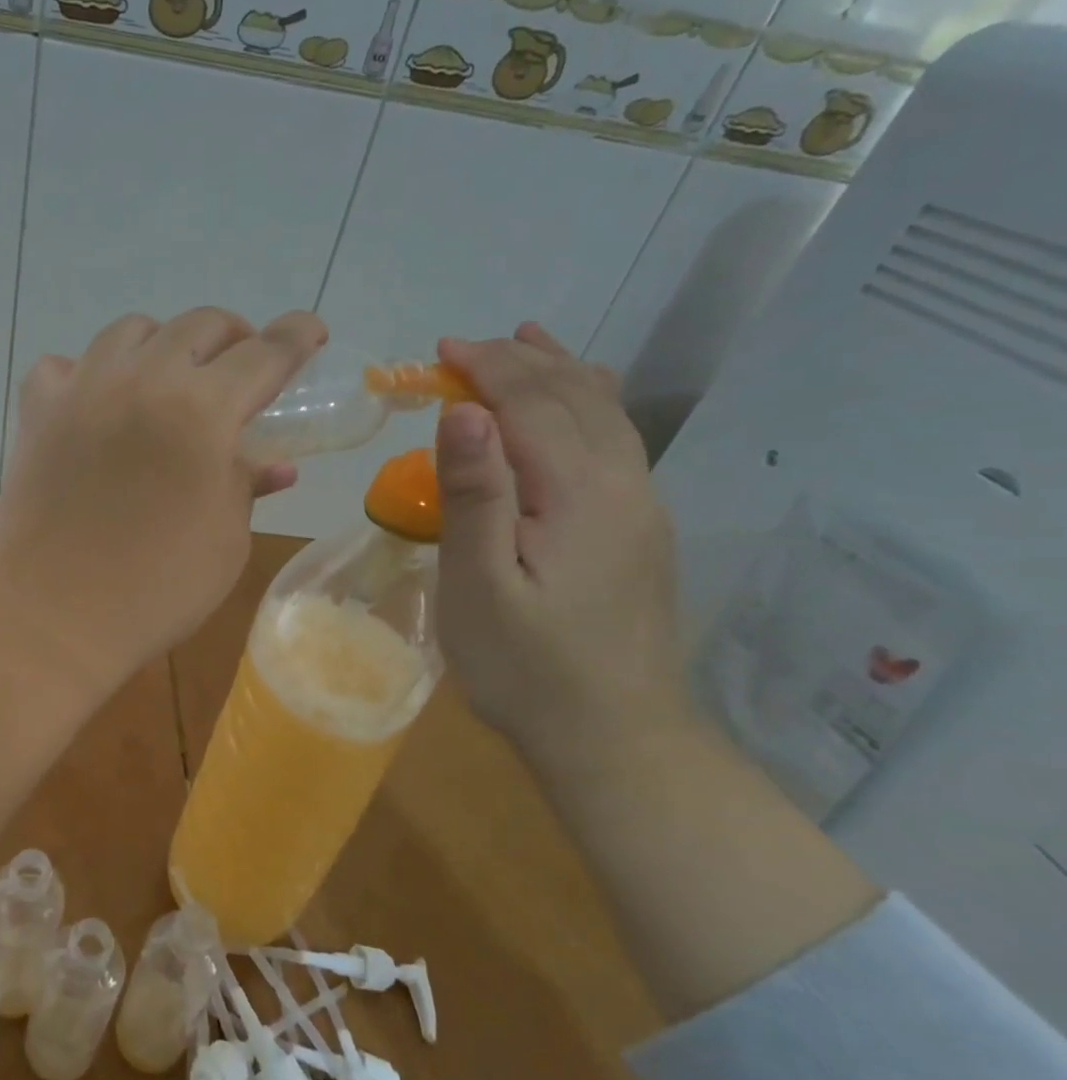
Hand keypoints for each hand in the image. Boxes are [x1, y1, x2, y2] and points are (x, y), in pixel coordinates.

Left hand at [0, 307, 326, 693]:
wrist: (51, 618)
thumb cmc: (155, 590)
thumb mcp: (225, 541)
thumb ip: (246, 484)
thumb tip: (272, 463)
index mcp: (202, 411)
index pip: (264, 353)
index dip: (296, 336)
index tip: (311, 332)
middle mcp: (142, 380)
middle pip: (199, 324)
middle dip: (234, 338)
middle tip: (242, 370)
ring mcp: (82, 389)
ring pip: (131, 331)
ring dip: (164, 345)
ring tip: (172, 381)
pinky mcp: (37, 412)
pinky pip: (65, 364)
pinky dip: (90, 373)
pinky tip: (98, 404)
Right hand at [433, 323, 689, 766]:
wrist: (614, 738)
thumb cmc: (526, 666)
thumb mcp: (479, 584)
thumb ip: (474, 494)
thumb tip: (462, 412)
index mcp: (579, 492)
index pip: (530, 404)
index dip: (485, 369)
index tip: (438, 352)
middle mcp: (622, 484)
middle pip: (573, 398)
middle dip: (517, 362)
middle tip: (461, 348)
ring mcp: (640, 507)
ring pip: (604, 414)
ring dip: (559, 372)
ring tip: (528, 341)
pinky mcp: (639, 531)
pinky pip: (616, 442)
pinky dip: (588, 404)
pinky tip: (579, 402)